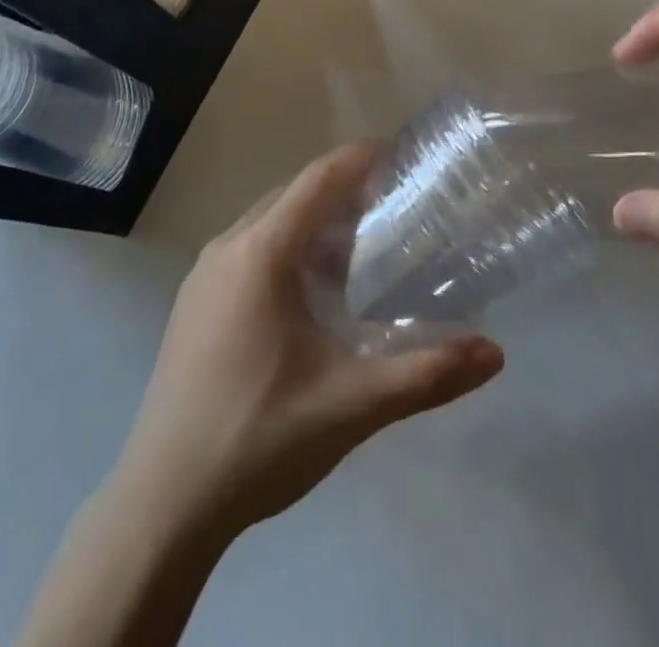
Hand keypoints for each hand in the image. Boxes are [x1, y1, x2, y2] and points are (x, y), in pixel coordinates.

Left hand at [111, 143, 503, 537]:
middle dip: (345, 190)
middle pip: (294, 194)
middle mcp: (227, 247)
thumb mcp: (351, 405)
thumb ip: (425, 374)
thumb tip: (495, 353)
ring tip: (365, 246)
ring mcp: (204, 274)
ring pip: (269, 222)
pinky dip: (289, 248)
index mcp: (260, 253)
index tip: (403, 154)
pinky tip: (314, 292)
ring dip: (315, 222)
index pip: (318, 179)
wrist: (163, 504)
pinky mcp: (194, 302)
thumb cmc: (258, 439)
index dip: (361, 158)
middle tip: (397, 204)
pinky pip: (250, 249)